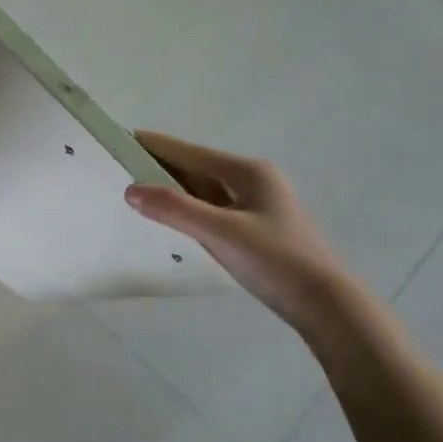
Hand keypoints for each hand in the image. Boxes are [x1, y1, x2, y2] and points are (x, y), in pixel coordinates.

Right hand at [125, 132, 355, 333]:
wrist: (323, 303)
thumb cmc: (275, 260)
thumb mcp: (220, 233)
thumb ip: (175, 209)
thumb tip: (130, 190)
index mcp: (247, 172)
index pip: (189, 152)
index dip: (155, 146)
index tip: (121, 138)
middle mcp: (252, 181)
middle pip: (195, 168)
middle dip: (159, 168)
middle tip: (118, 168)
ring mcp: (254, 205)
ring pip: (202, 190)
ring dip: (172, 190)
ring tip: (135, 191)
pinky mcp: (252, 227)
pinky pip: (210, 209)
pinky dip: (186, 209)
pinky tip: (169, 218)